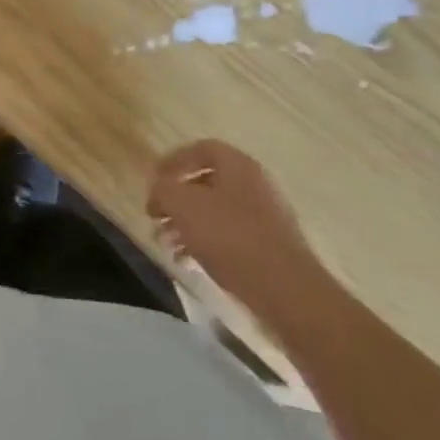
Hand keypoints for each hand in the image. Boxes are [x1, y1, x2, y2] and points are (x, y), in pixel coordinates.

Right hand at [148, 140, 318, 312]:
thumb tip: (159, 189)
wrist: (285, 290)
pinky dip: (205, 244)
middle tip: (156, 217)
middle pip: (206, 183)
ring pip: (216, 213)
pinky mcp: (270, 248)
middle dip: (176, 200)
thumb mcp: (182, 205)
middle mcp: (255, 185)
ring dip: (187, 225)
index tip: (153, 181)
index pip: (200, 149)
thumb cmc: (229, 236)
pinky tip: (188, 263)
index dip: (173, 161)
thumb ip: (163, 189)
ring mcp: (266, 218)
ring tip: (167, 245)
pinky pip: (230, 237)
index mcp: (237, 165)